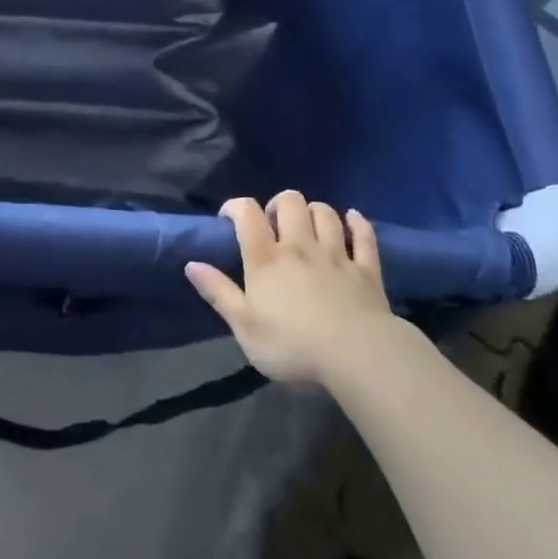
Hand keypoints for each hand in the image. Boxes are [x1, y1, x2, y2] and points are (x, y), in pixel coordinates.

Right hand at [185, 191, 396, 386]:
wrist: (357, 356)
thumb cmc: (293, 346)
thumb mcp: (245, 327)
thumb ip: (218, 293)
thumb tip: (191, 264)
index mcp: (266, 258)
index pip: (247, 213)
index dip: (235, 206)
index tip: (228, 218)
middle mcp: (300, 246)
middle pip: (290, 202)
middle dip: (279, 204)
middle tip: (274, 224)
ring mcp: (336, 254)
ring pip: (325, 214)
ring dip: (314, 211)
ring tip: (308, 225)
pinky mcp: (366, 269)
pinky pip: (363, 236)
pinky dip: (357, 223)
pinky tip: (352, 219)